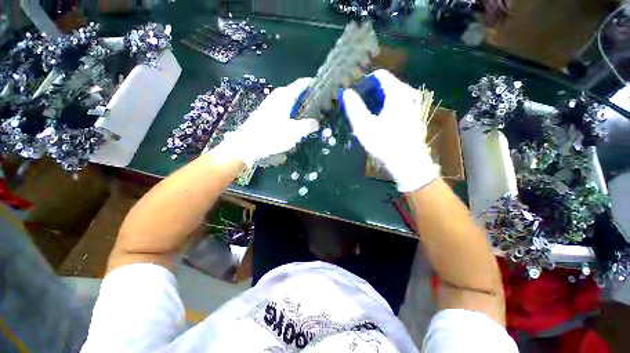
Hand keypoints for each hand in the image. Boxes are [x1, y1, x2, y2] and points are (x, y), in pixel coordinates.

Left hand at [211, 78, 318, 166]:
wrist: (248, 145)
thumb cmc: (272, 135)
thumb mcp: (295, 132)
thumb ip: (308, 126)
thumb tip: (316, 124)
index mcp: (285, 96)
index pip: (301, 84)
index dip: (312, 84)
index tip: (322, 89)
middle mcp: (277, 97)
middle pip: (295, 92)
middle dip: (307, 97)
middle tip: (318, 106)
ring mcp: (270, 105)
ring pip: (288, 101)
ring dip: (299, 106)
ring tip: (309, 115)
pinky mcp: (266, 114)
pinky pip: (283, 109)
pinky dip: (291, 113)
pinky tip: (295, 123)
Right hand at [340, 69, 438, 192]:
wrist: (407, 163)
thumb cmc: (384, 143)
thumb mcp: (364, 125)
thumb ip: (354, 107)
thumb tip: (346, 92)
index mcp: (397, 93)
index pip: (379, 76)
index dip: (364, 83)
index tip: (355, 97)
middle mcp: (408, 95)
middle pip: (385, 86)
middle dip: (369, 95)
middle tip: (358, 110)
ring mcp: (413, 106)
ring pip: (391, 97)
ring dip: (376, 104)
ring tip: (366, 118)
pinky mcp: (413, 117)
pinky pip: (397, 106)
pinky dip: (385, 110)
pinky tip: (379, 123)